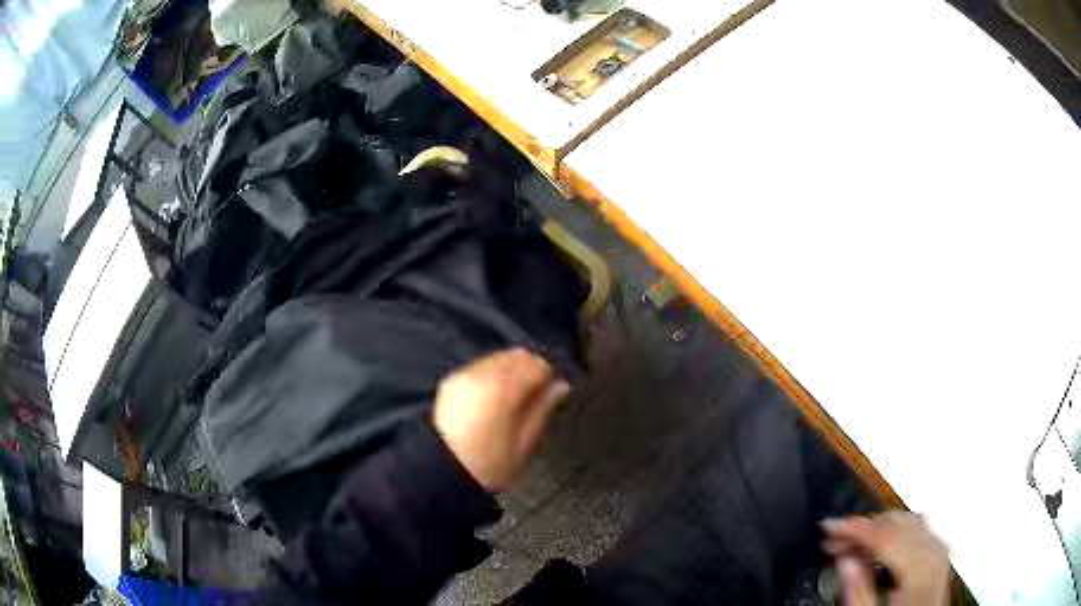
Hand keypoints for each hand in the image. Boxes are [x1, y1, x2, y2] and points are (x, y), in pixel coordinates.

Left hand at [433, 349, 569, 491]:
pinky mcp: (451, 380)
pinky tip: (493, 397)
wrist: (440, 470)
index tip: (552, 392)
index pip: (536, 364)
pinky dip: (492, 373)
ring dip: (511, 370)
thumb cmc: (487, 465)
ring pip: (498, 357)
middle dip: (530, 370)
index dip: (548, 376)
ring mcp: (464, 375)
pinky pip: (480, 366)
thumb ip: (542, 410)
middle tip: (535, 394)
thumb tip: (560, 386)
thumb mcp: (523, 445)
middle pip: (517, 355)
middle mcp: (482, 375)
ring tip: (514, 397)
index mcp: (503, 391)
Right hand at [822, 511, 949, 605]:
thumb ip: (859, 592)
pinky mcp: (938, 551)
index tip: (827, 527)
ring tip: (848, 543)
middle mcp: (935, 550)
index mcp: (921, 569)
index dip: (855, 527)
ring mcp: (939, 548)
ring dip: (875, 528)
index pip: (886, 534)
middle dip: (862, 527)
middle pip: (897, 523)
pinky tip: (875, 546)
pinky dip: (892, 532)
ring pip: (906, 521)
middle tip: (832, 540)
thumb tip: (844, 560)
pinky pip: (916, 528)